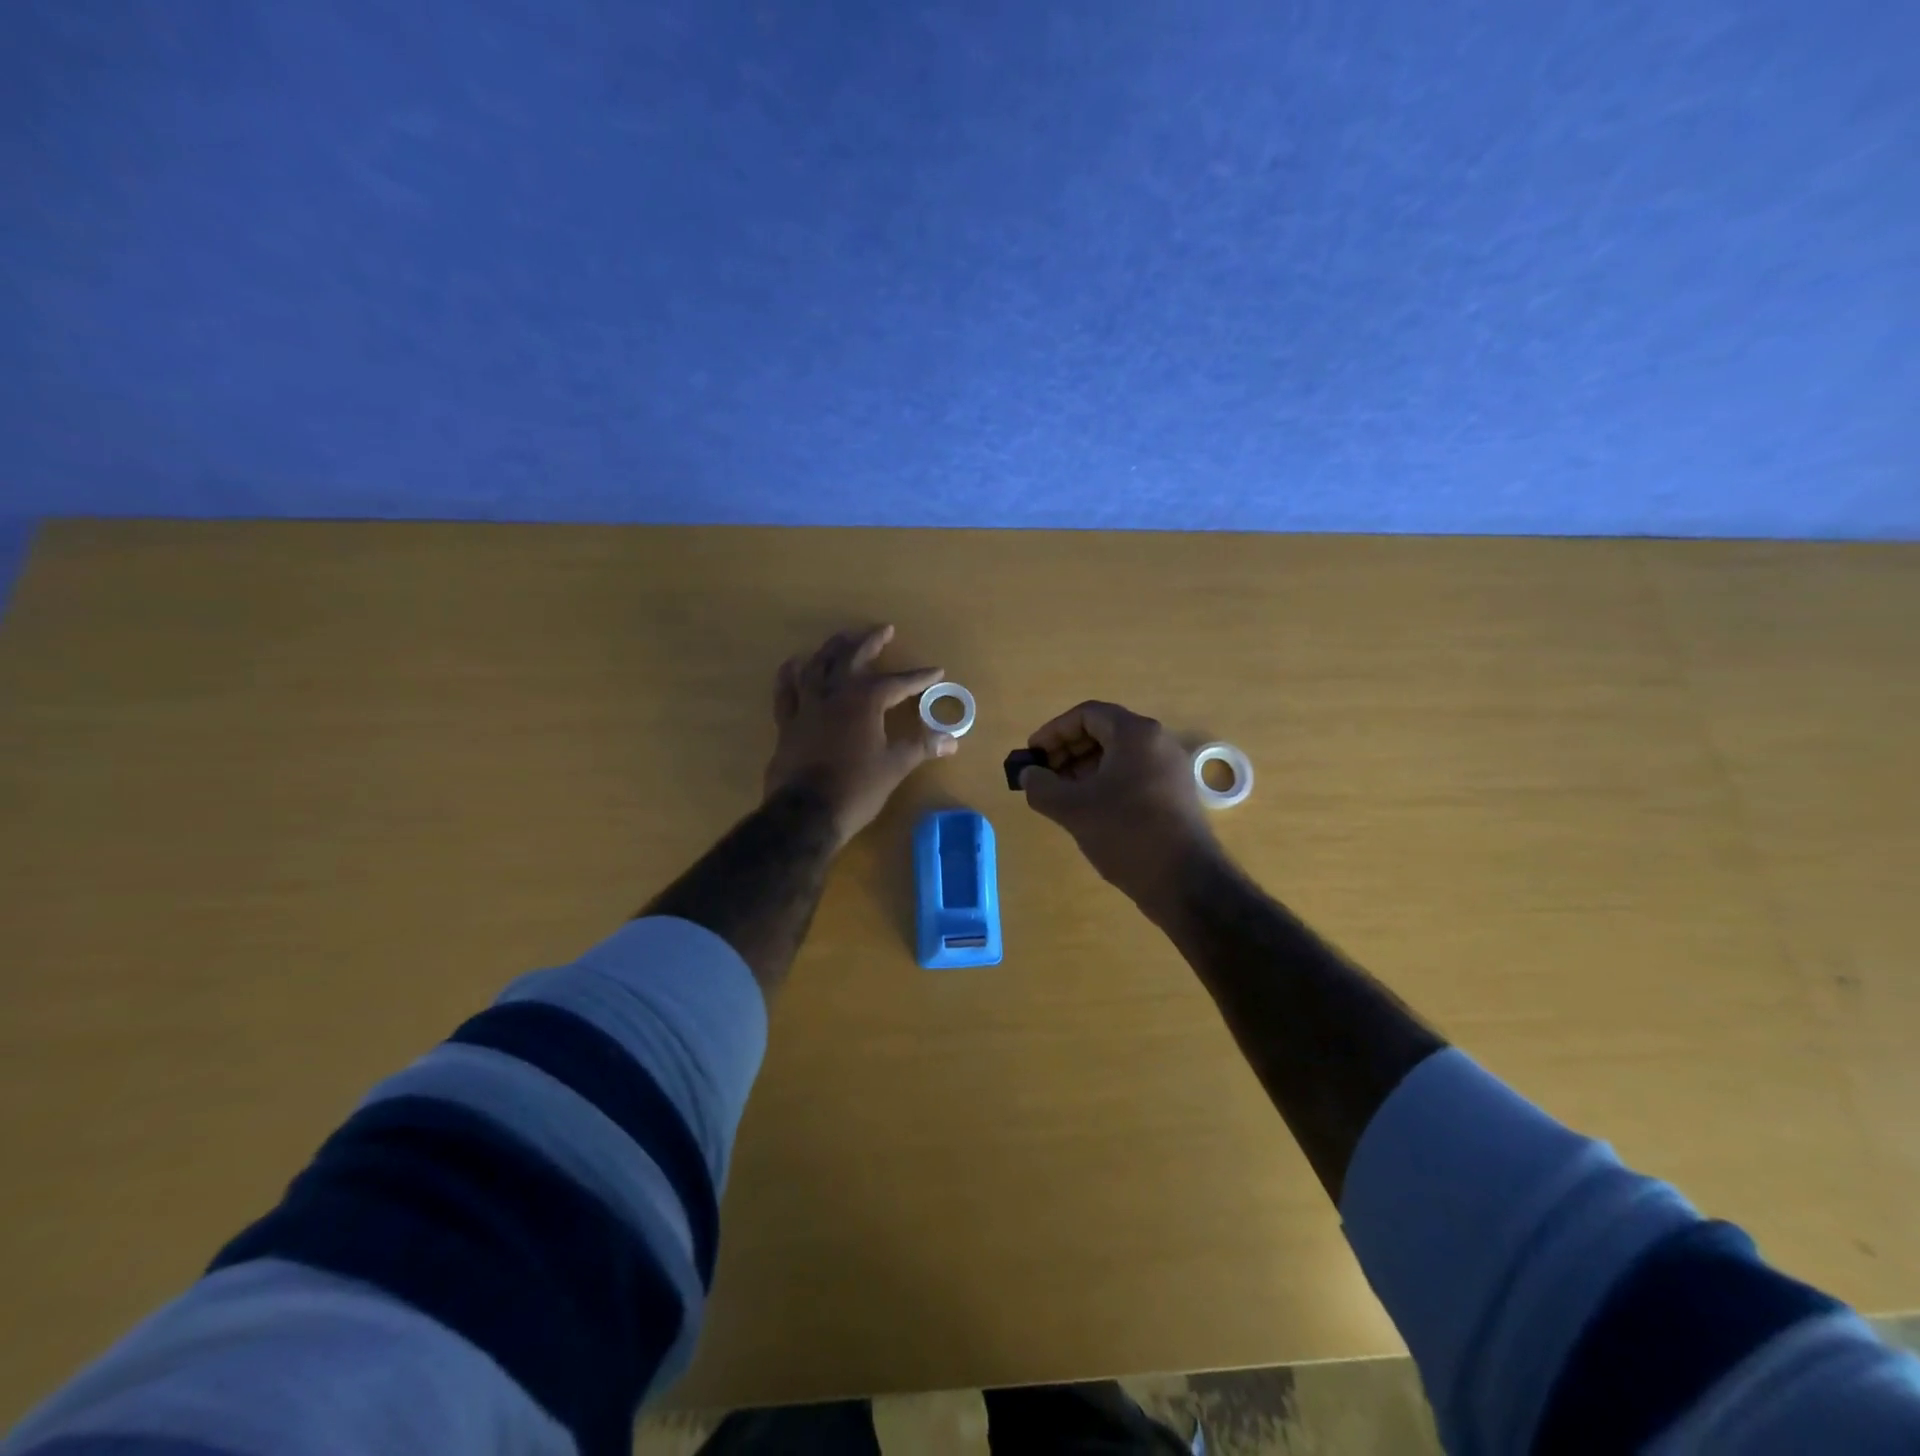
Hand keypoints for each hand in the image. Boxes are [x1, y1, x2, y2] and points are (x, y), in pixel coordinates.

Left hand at [764, 625, 956, 844]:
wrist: (806, 813)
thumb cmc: (857, 788)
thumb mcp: (895, 766)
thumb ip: (922, 747)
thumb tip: (952, 740)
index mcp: (865, 701)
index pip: (897, 683)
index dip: (918, 677)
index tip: (936, 671)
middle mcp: (835, 694)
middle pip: (852, 658)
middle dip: (870, 642)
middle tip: (884, 629)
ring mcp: (807, 706)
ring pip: (817, 666)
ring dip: (832, 649)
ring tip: (842, 637)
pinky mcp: (787, 723)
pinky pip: (786, 691)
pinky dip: (789, 675)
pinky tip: (793, 663)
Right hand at [1019, 700, 1221, 903]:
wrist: (1184, 880)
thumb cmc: (1125, 832)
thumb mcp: (1072, 808)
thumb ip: (1041, 786)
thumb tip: (1028, 775)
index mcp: (1135, 733)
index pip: (1086, 714)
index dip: (1053, 731)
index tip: (1032, 755)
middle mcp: (1157, 741)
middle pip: (1103, 732)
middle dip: (1067, 750)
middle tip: (1043, 776)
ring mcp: (1170, 768)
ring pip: (1118, 755)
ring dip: (1084, 768)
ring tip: (1061, 795)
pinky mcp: (1175, 793)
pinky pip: (1133, 774)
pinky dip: (1105, 782)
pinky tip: (1089, 810)